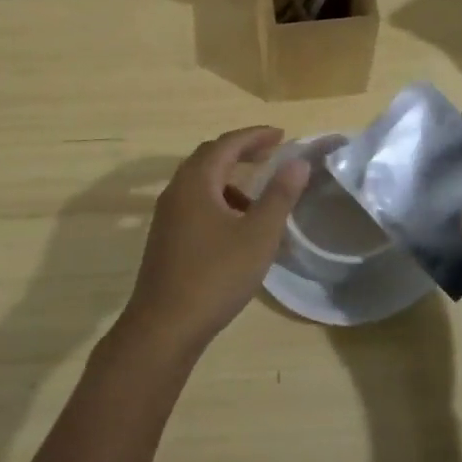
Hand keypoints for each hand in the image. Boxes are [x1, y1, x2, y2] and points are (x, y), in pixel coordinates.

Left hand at [115, 126, 308, 357]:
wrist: (164, 326)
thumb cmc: (215, 276)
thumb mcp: (257, 235)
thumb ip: (279, 196)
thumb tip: (297, 162)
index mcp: (196, 182)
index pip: (227, 144)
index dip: (255, 136)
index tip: (282, 134)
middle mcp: (176, 191)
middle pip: (209, 157)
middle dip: (241, 152)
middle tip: (270, 154)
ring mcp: (167, 215)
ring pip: (201, 183)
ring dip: (229, 179)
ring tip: (259, 197)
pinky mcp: (166, 238)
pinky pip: (195, 203)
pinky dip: (219, 201)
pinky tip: (236, 228)